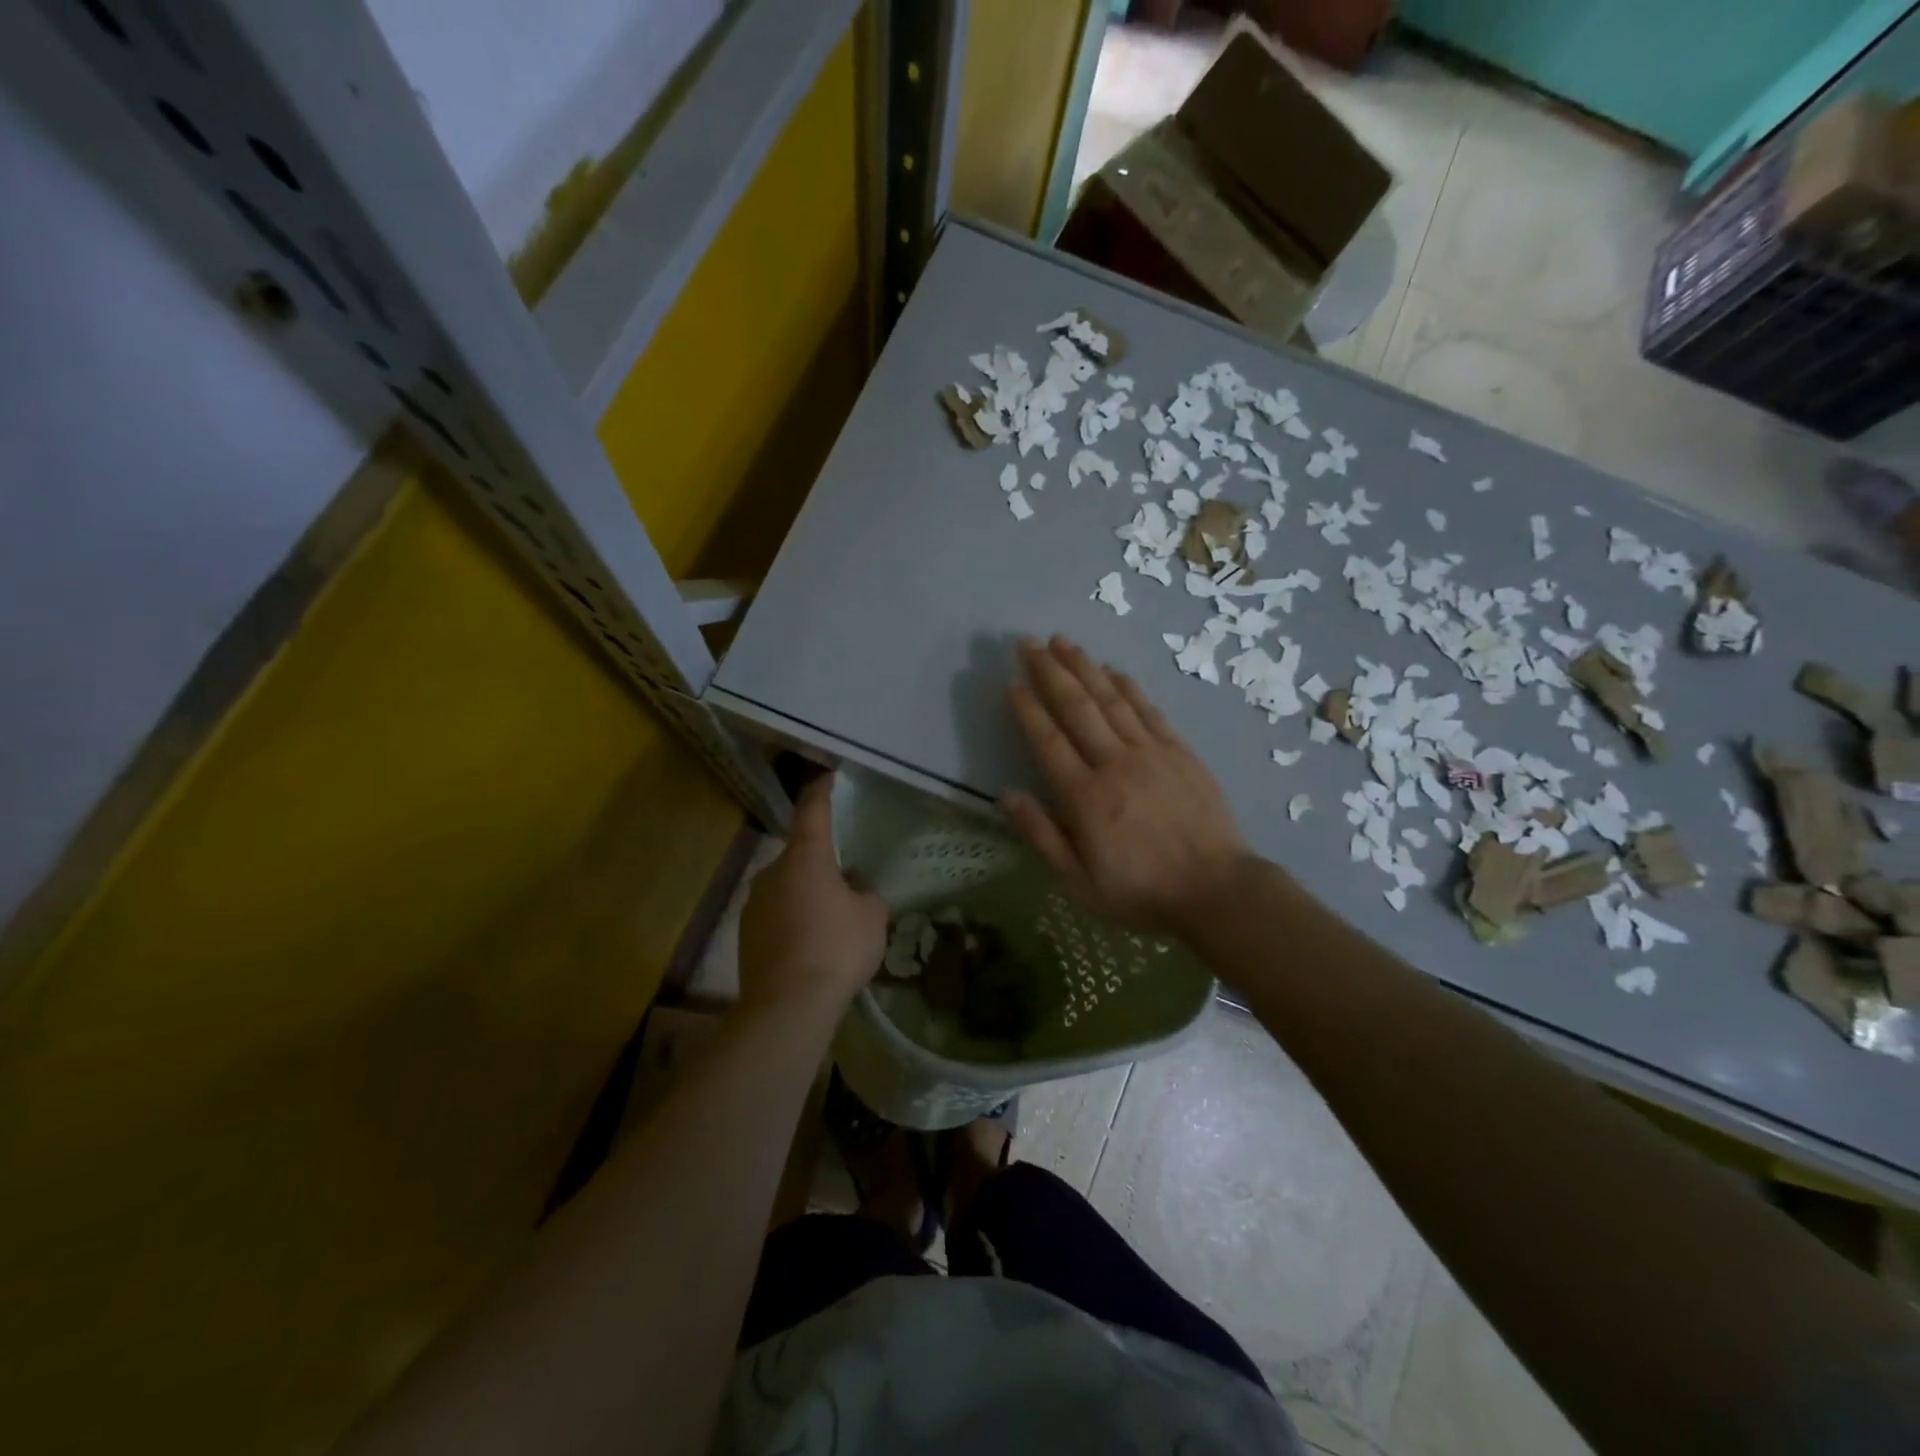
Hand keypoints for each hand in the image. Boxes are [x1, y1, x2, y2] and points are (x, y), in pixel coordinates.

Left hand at [738, 775, 887, 1015]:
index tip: (827, 777)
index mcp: (806, 857)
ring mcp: (753, 903)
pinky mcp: (745, 934)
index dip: (821, 791)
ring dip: (806, 895)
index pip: (812, 811)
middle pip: (800, 855)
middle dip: (821, 864)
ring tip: (830, 924)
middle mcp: (772, 871)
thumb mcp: (872, 916)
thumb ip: (866, 893)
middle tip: (847, 886)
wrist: (787, 1006)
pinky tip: (810, 947)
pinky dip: (793, 921)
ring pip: (787, 887)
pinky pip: (776, 915)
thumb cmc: (836, 949)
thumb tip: (853, 888)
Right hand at [1003, 636, 1252, 937]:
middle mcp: (1114, 764)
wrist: (1217, 890)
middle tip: (1028, 643)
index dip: (1027, 709)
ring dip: (1084, 667)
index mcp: (1085, 797)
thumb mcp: (1079, 883)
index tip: (1012, 682)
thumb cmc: (1141, 892)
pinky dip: (1128, 686)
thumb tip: (1008, 795)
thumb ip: (1042, 837)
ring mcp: (1151, 753)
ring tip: (1063, 641)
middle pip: (1076, 708)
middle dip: (1049, 672)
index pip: (1047, 741)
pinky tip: (1112, 669)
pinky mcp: (1180, 752)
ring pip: (1111, 700)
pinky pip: (1148, 710)